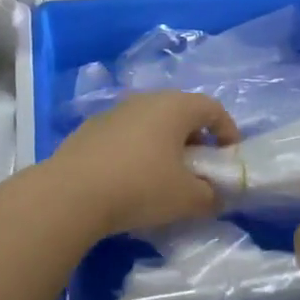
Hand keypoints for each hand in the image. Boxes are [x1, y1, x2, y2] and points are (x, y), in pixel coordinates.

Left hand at [45, 91, 239, 237]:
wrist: (70, 193)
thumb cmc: (140, 187)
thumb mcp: (187, 199)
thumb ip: (210, 196)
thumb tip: (213, 196)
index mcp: (175, 107)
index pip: (212, 108)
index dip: (227, 131)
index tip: (229, 157)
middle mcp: (145, 100)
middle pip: (180, 113)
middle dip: (195, 139)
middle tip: (199, 169)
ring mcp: (114, 112)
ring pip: (150, 123)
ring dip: (164, 145)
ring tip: (164, 177)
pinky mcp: (90, 130)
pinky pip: (125, 136)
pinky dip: (137, 152)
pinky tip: (130, 181)